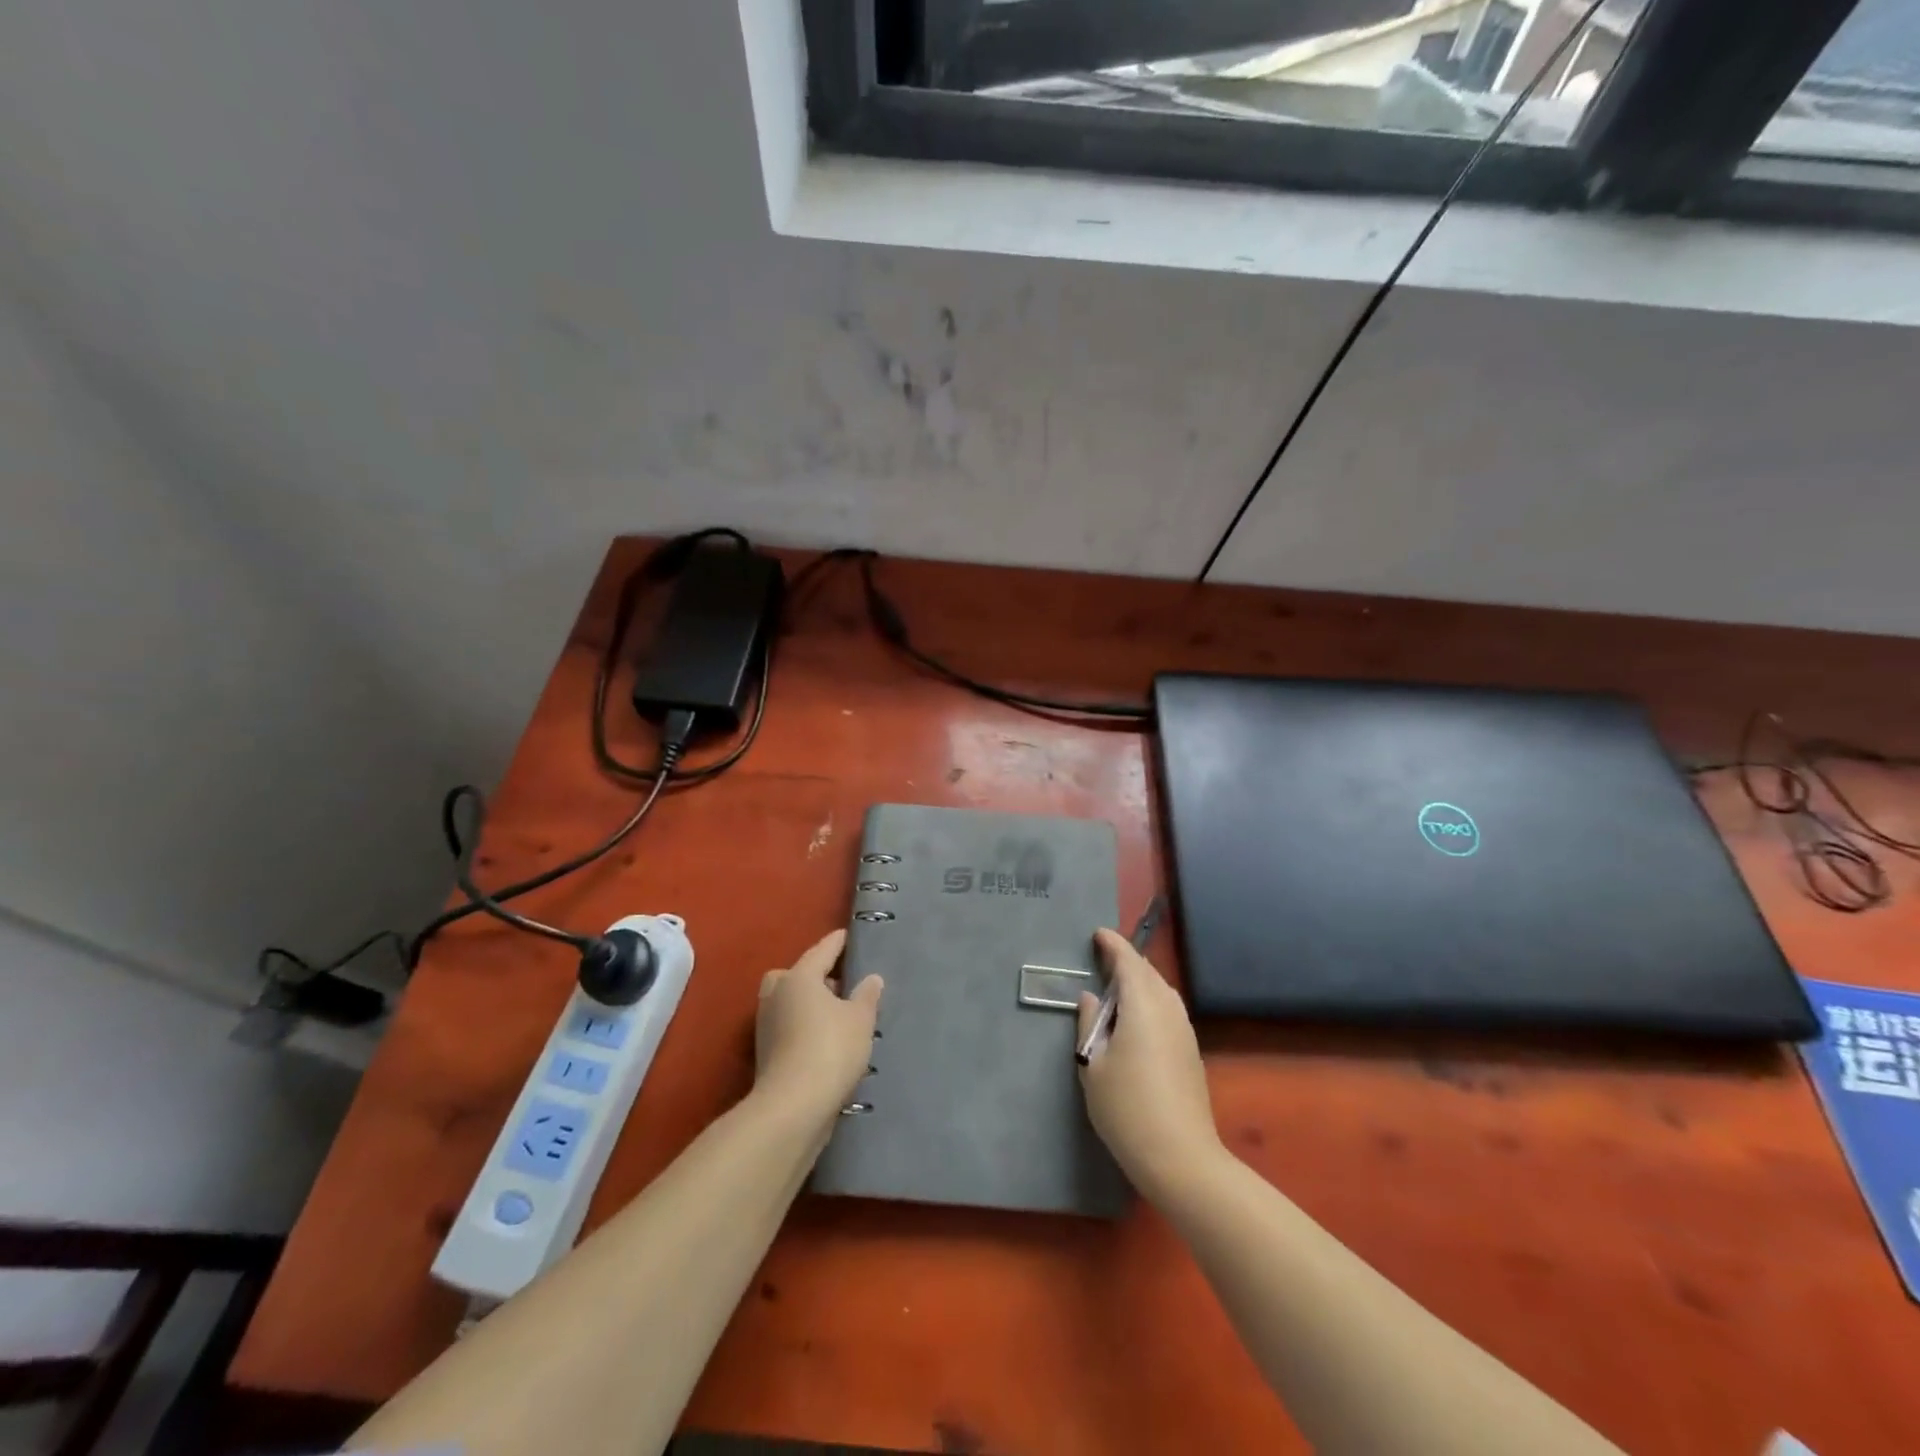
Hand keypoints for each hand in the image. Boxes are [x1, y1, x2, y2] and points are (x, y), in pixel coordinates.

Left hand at [755, 928, 882, 1123]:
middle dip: (814, 975)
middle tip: (839, 983)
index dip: (837, 943)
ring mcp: (767, 1025)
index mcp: (799, 977)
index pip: (822, 951)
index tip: (847, 935)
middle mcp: (777, 995)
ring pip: (789, 1001)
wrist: (792, 1107)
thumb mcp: (860, 1020)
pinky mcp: (766, 1053)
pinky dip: (803, 1026)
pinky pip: (788, 1026)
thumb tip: (871, 978)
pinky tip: (825, 1039)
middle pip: (795, 974)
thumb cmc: (831, 1050)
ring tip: (837, 1014)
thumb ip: (867, 995)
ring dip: (808, 1003)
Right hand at [1077, 927, 1221, 1198]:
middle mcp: (1168, 1010)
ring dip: (1140, 981)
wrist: (1181, 1158)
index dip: (1113, 945)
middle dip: (1127, 961)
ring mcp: (1184, 1030)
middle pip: (1148, 973)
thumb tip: (1091, 999)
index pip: (1129, 962)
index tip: (1098, 934)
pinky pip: (1168, 1009)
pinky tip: (1136, 1018)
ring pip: (1162, 991)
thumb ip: (1090, 1025)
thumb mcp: (1093, 1066)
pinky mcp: (1190, 1051)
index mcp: (1142, 1005)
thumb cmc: (1127, 1109)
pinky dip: (1150, 1000)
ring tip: (1117, 986)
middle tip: (1103, 958)